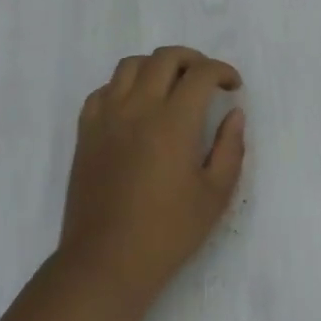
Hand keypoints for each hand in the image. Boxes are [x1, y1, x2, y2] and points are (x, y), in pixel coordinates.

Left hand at [59, 46, 246, 308]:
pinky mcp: (86, 131)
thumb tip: (234, 114)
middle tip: (206, 79)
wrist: (105, 262)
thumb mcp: (215, 196)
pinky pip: (103, 90)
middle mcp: (138, 107)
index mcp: (173, 122)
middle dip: (193, 60)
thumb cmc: (167, 233)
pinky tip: (135, 107)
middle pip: (165, 58)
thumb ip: (230, 148)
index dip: (222, 71)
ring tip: (170, 86)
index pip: (201, 73)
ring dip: (156, 66)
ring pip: (130, 65)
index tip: (233, 86)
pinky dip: (123, 87)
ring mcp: (107, 117)